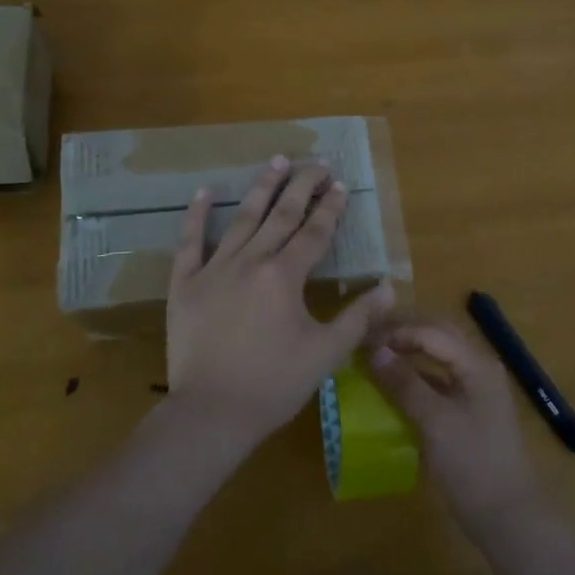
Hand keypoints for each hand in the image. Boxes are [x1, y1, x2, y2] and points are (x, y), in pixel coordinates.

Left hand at [165, 157, 394, 448]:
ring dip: (262, 187)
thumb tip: (389, 287)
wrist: (210, 414)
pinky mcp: (185, 284)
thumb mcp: (326, 353)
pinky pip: (190, 242)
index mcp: (285, 276)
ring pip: (243, 218)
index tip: (340, 185)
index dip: (330, 207)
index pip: (314, 232)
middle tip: (316, 162)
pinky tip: (205, 190)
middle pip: (281, 215)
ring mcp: (215, 270)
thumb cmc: (274, 384)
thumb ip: (358, 317)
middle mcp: (251, 261)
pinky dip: (197, 215)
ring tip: (277, 161)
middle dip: (302, 186)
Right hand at [367, 320, 557, 546]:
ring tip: (376, 356)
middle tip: (368, 338)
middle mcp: (479, 368)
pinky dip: (416, 378)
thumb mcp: (435, 422)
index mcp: (476, 364)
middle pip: (438, 337)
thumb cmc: (472, 464)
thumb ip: (405, 384)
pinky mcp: (469, 411)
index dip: (397, 332)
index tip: (364, 339)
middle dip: (404, 334)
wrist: (508, 517)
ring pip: (439, 358)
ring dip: (409, 353)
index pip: (432, 332)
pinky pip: (440, 382)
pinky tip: (393, 386)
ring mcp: (476, 390)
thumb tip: (375, 351)